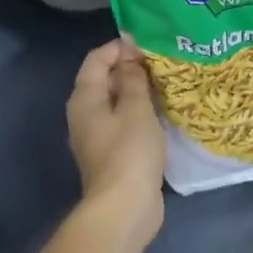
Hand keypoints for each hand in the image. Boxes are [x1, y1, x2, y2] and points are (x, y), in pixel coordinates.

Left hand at [65, 36, 165, 247]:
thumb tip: (129, 49)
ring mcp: (97, 136)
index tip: (151, 44)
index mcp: (84, 98)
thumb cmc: (129, 152)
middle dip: (132, 68)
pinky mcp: (112, 154)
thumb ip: (133, 76)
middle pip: (105, 79)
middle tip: (164, 62)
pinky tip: (163, 113)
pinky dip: (140, 114)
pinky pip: (124, 123)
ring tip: (168, 84)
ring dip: (138, 92)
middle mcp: (84, 114)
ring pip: (116, 102)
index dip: (121, 47)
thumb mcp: (136, 107)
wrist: (124, 208)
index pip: (97, 59)